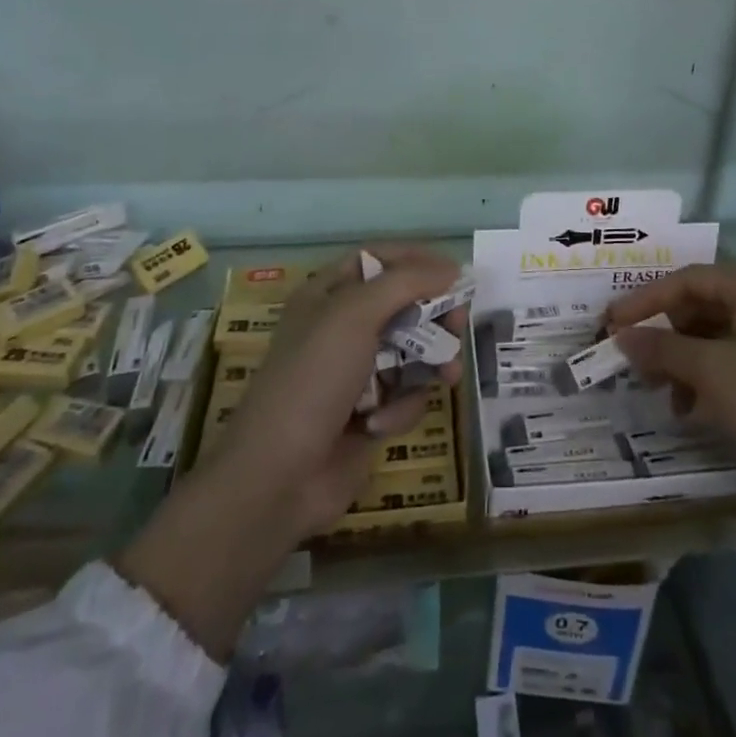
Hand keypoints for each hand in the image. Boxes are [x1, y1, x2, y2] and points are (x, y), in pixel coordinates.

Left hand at [216, 247, 464, 535]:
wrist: (277, 477)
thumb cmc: (313, 379)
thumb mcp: (355, 315)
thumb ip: (406, 282)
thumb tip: (453, 268)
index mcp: (329, 294)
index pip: (380, 259)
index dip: (417, 260)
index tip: (455, 273)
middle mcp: (343, 327)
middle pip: (405, 304)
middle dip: (435, 316)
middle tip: (458, 326)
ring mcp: (356, 372)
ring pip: (414, 351)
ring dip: (430, 364)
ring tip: (447, 377)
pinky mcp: (370, 412)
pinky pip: (405, 394)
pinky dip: (400, 407)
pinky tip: (380, 425)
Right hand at [607, 265, 735, 504]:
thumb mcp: (709, 371)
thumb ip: (660, 347)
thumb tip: (621, 336)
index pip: (689, 280)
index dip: (646, 300)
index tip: (611, 322)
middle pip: (699, 307)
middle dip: (664, 335)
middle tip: (632, 360)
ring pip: (710, 337)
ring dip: (679, 361)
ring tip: (657, 390)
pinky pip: (727, 361)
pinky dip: (702, 379)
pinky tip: (686, 408)